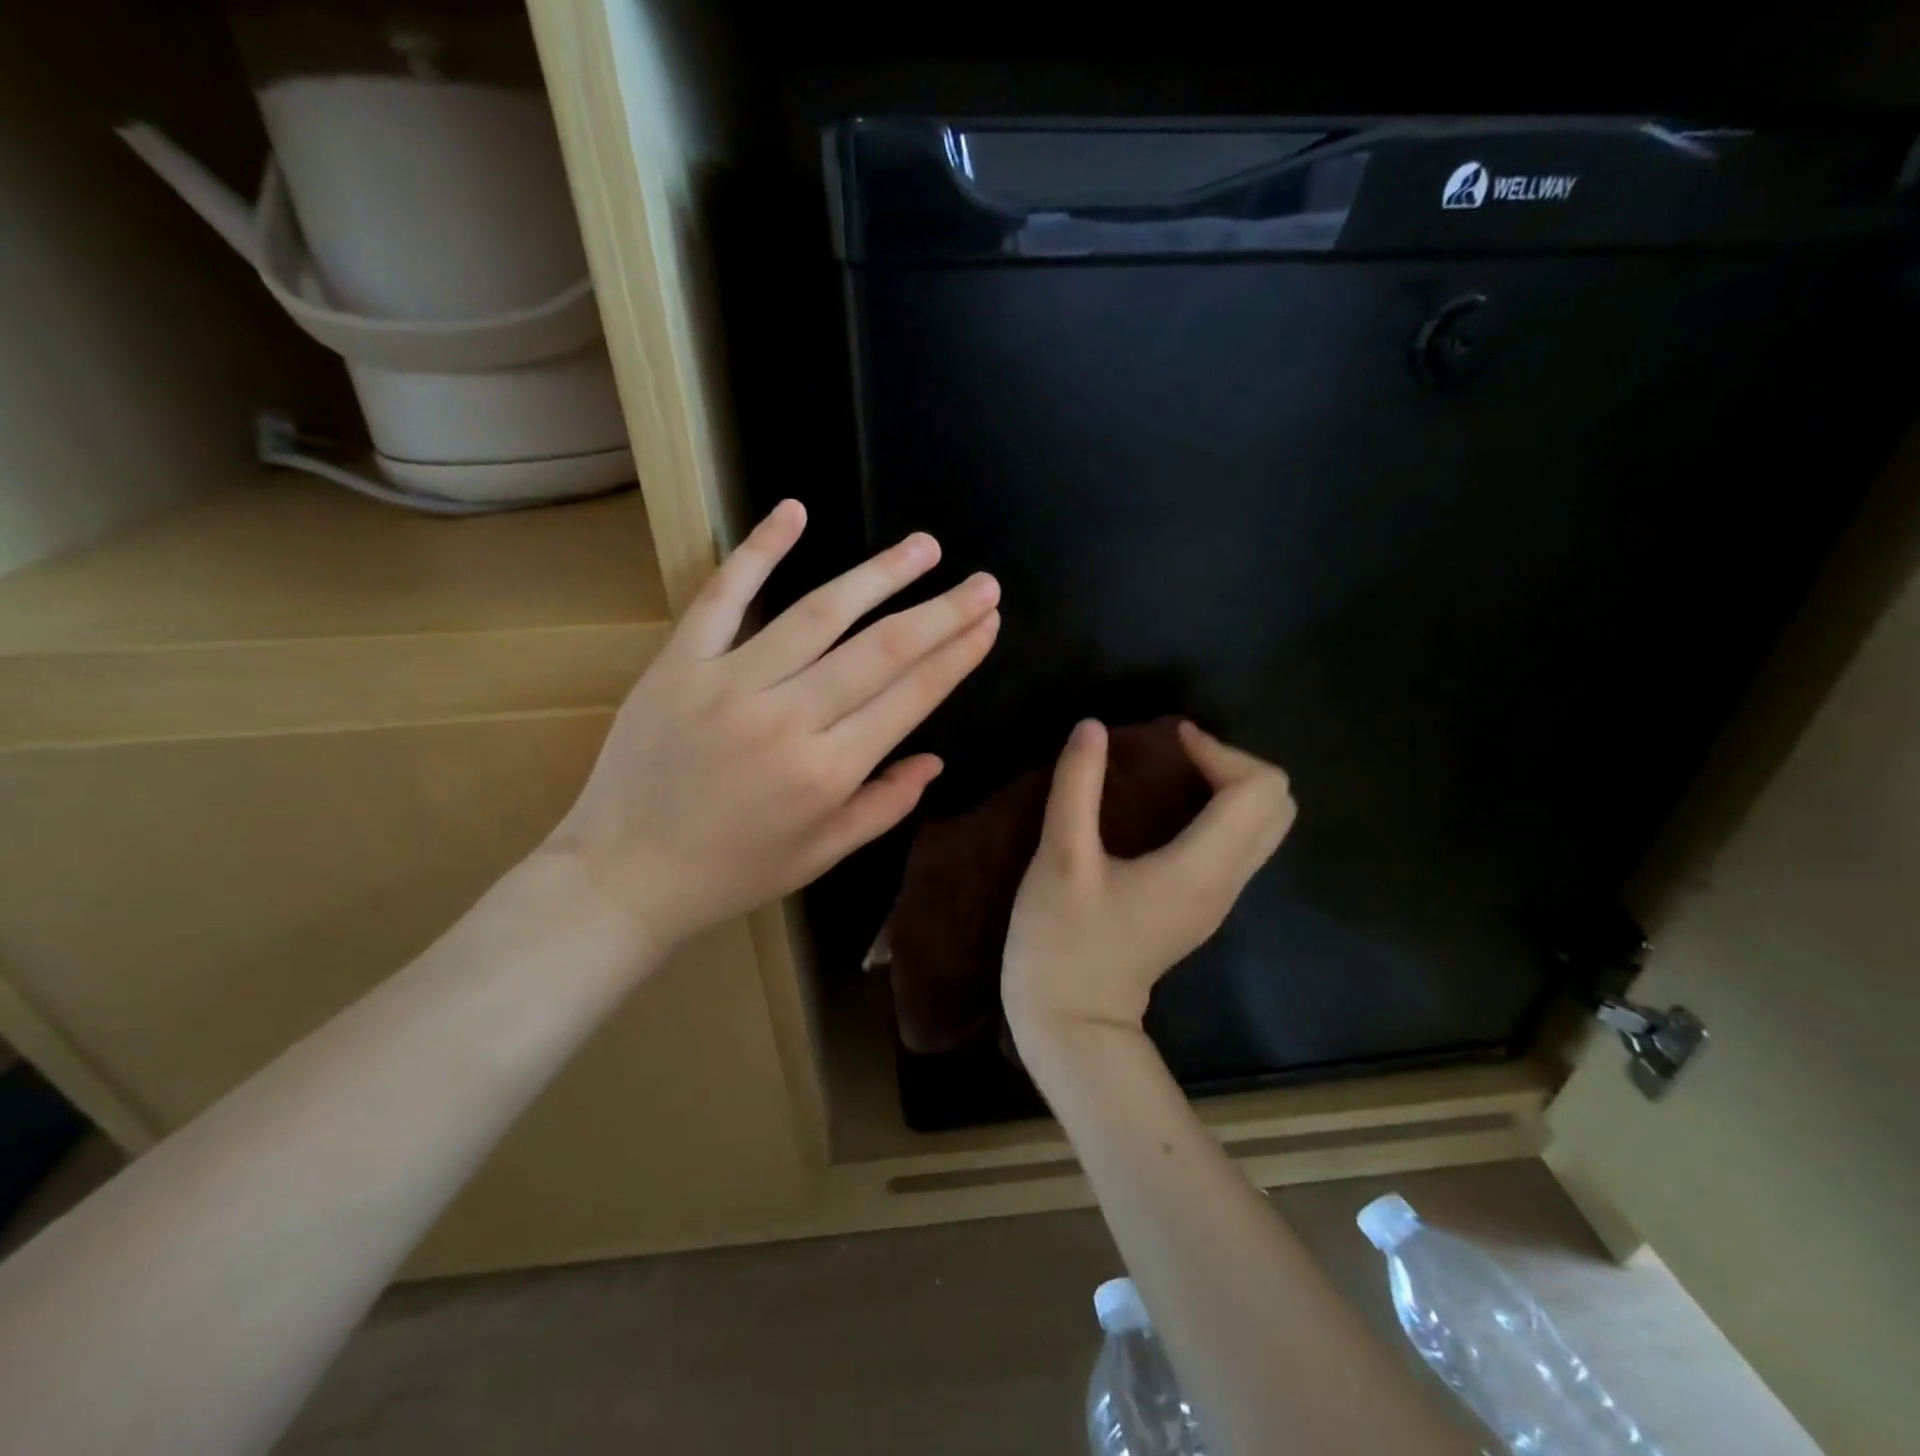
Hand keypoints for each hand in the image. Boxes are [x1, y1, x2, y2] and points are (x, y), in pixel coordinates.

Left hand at [546, 499, 999, 950]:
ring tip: (924, 547)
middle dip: (942, 611)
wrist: (623, 874)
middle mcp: (789, 718)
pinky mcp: (680, 663)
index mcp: (828, 771)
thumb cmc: (731, 873)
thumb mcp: (821, 856)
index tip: (989, 621)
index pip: (912, 696)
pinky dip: (760, 549)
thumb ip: (884, 805)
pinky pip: (724, 595)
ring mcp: (730, 682)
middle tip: (982, 582)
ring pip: (820, 612)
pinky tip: (795, 510)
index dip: (958, 654)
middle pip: (882, 648)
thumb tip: (935, 760)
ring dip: (880, 574)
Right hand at [1002, 719, 1295, 1051]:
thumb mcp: (1060, 858)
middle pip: (1276, 805)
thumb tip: (1092, 727)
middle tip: (1175, 756)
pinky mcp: (1201, 906)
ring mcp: (1218, 899)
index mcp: (1201, 868)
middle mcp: (1225, 882)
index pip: (1259, 789)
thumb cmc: (1062, 941)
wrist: (1071, 1022)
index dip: (1218, 751)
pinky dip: (1217, 812)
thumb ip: (1078, 786)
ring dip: (1227, 787)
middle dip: (1232, 765)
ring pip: (1262, 826)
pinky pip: (1237, 844)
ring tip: (1169, 774)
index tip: (1167, 743)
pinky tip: (1164, 810)